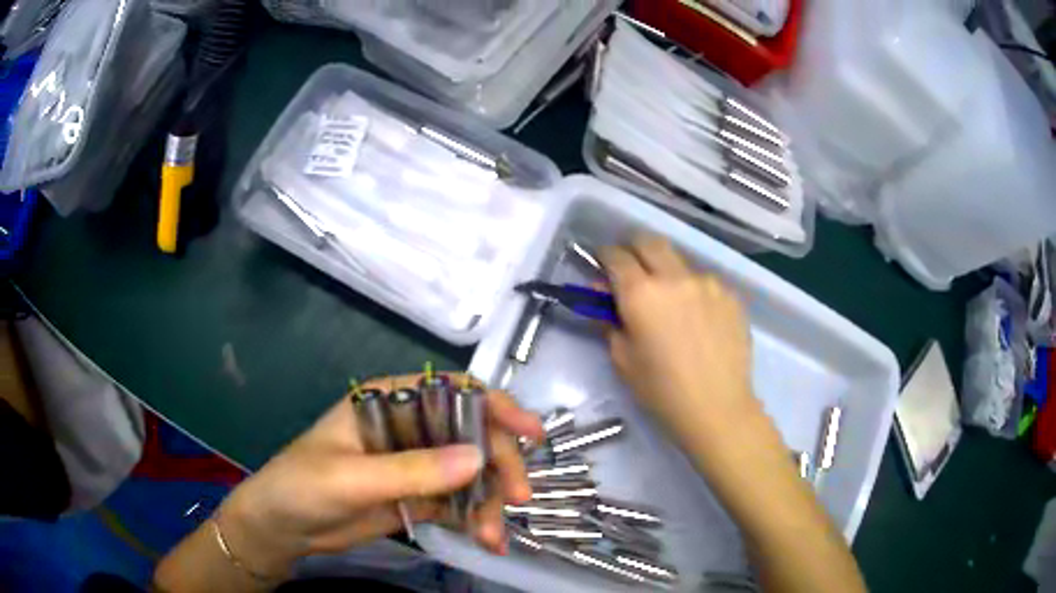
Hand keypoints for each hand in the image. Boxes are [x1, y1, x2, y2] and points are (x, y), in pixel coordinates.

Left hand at [214, 373, 543, 577]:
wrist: (282, 528)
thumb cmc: (302, 485)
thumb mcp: (352, 477)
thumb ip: (412, 470)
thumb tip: (478, 458)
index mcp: (389, 402)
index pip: (453, 391)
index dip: (496, 406)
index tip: (531, 433)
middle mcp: (410, 428)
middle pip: (473, 435)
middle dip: (500, 464)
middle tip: (518, 498)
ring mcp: (417, 465)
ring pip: (472, 473)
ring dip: (489, 501)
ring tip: (492, 534)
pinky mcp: (419, 497)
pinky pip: (460, 503)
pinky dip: (477, 519)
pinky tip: (486, 540)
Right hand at [601, 235, 755, 445]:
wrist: (718, 408)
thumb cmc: (662, 391)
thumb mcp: (622, 359)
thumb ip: (609, 319)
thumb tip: (604, 292)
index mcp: (641, 293)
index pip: (616, 255)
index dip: (604, 256)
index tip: (602, 264)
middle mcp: (675, 277)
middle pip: (650, 241)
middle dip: (635, 249)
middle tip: (632, 271)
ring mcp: (707, 283)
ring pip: (680, 262)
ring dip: (668, 273)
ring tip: (672, 304)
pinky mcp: (730, 295)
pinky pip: (704, 282)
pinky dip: (693, 291)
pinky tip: (698, 320)